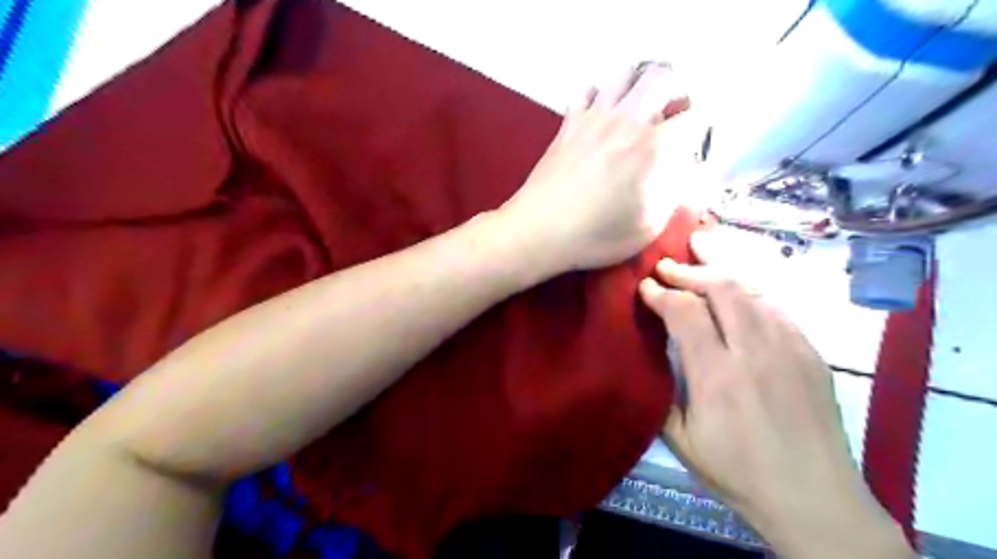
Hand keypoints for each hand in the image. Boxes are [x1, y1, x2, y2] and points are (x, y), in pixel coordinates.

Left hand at [496, 60, 698, 276]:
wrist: (539, 230)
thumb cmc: (596, 236)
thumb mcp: (648, 227)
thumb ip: (675, 195)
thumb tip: (689, 174)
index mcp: (652, 147)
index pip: (693, 116)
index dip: (699, 129)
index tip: (690, 148)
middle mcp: (626, 121)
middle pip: (661, 77)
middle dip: (675, 92)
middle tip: (669, 119)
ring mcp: (593, 117)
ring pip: (624, 74)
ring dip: (638, 87)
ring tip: (638, 112)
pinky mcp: (568, 124)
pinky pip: (587, 91)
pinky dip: (600, 96)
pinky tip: (600, 117)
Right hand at [638, 227, 908, 558]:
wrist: (814, 498)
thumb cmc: (738, 473)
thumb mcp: (681, 441)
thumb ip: (662, 391)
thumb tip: (652, 354)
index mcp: (718, 375)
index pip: (685, 312)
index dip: (661, 293)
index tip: (644, 286)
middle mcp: (755, 352)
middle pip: (723, 288)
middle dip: (690, 269)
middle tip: (667, 262)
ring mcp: (790, 348)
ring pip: (753, 290)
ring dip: (723, 268)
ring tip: (703, 251)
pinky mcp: (811, 353)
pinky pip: (777, 306)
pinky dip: (751, 290)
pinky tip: (739, 288)